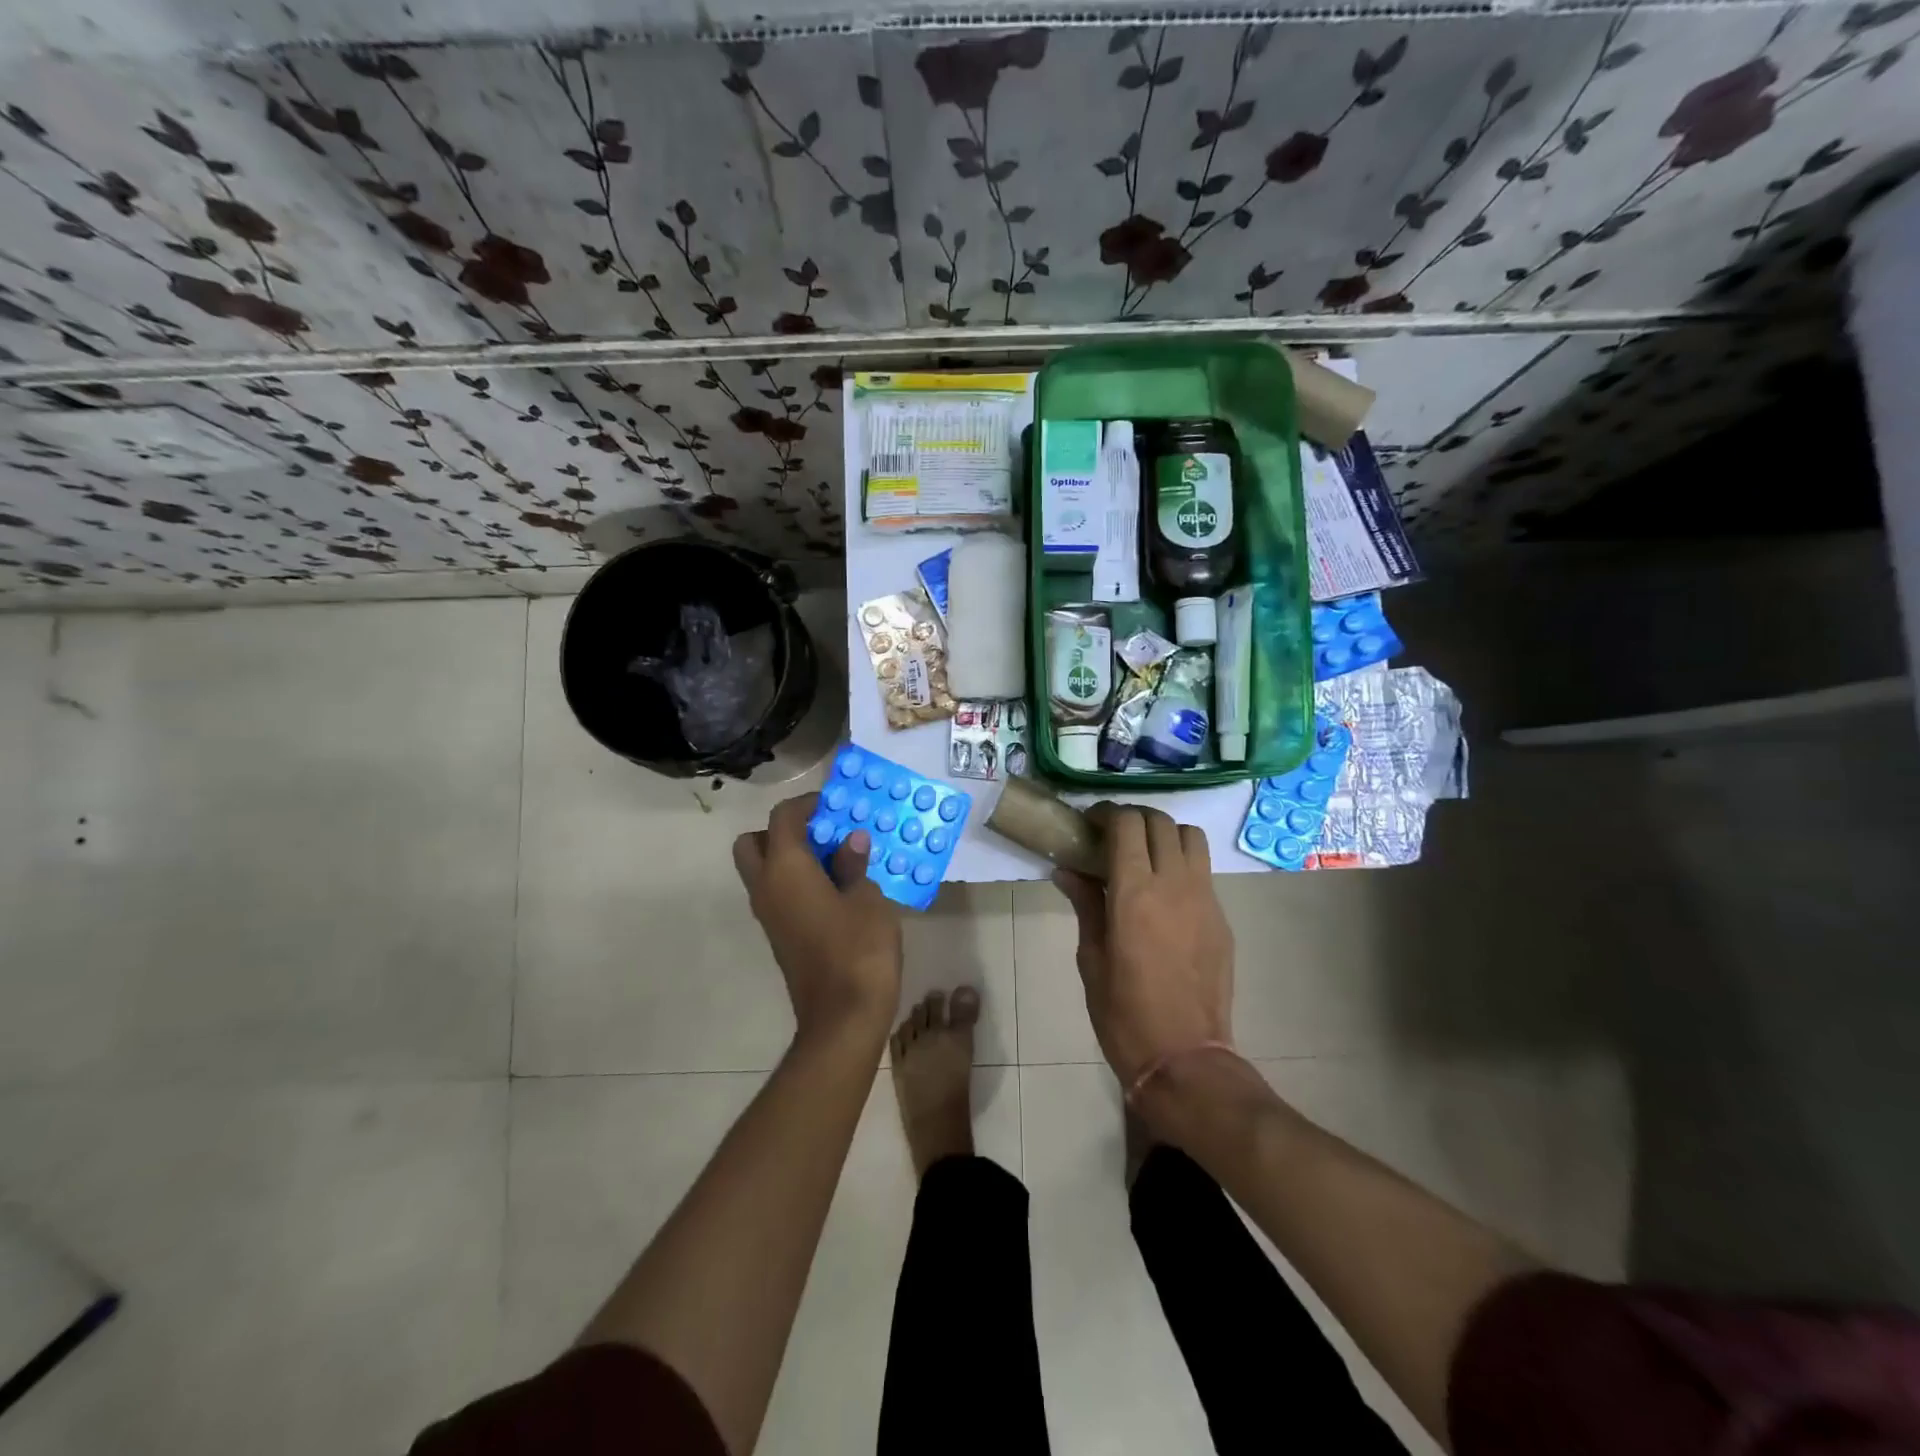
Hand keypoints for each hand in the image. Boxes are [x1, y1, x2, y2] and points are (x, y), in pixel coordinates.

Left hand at [734, 794, 901, 1047]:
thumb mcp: (867, 899)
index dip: (807, 804)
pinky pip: (777, 894)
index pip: (782, 818)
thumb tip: (849, 841)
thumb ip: (853, 864)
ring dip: (789, 857)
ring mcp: (769, 915)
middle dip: (782, 831)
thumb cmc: (859, 950)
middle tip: (821, 834)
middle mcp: (766, 888)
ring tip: (835, 859)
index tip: (835, 805)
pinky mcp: (779, 936)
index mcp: (786, 869)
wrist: (843, 1018)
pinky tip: (835, 888)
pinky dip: (796, 881)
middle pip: (753, 843)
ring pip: (762, 870)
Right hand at [1053, 805, 1233, 1086]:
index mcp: (1135, 893)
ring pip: (1190, 838)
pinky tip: (1164, 894)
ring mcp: (1205, 900)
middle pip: (1160, 822)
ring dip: (1164, 834)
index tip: (1089, 824)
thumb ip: (1085, 906)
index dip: (1106, 814)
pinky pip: (1203, 872)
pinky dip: (1182, 864)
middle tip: (1112, 836)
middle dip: (1133, 818)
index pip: (1126, 824)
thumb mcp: (1092, 959)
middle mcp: (1174, 884)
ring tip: (1144, 855)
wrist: (1185, 1058)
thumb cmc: (1124, 1014)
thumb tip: (1067, 871)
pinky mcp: (1222, 919)